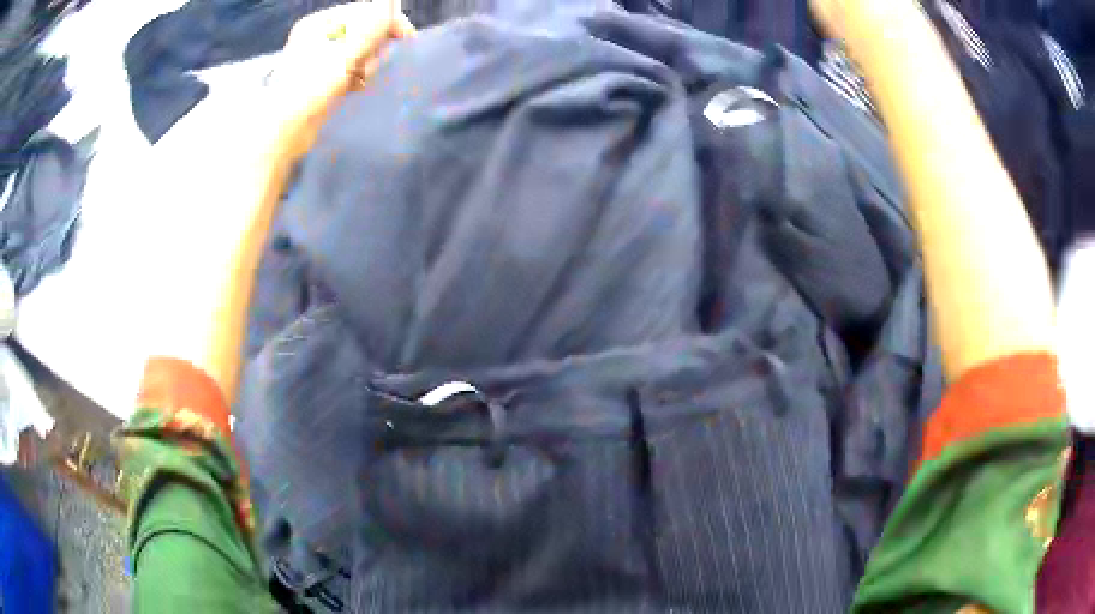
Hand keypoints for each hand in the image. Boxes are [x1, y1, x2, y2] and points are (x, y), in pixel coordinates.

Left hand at [269, 1, 415, 143]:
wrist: (284, 130)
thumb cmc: (313, 85)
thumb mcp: (347, 49)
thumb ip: (373, 22)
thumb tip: (392, 1)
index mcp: (320, 23)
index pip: (365, 11)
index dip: (388, 21)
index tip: (407, 38)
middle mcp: (318, 37)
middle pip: (363, 32)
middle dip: (375, 46)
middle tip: (371, 64)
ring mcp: (318, 60)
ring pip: (358, 52)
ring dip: (367, 63)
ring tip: (360, 79)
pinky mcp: (321, 81)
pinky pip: (349, 70)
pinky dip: (357, 77)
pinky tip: (355, 88)